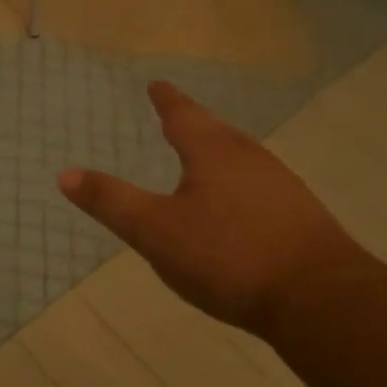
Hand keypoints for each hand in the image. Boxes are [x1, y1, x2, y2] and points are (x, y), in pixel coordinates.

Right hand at [59, 82, 367, 330]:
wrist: (322, 302)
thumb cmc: (228, 255)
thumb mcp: (154, 230)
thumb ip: (111, 202)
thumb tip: (64, 173)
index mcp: (212, 153)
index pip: (183, 115)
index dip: (166, 100)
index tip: (157, 85)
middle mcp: (250, 159)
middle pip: (217, 132)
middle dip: (194, 123)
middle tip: (177, 117)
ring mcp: (282, 188)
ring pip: (242, 158)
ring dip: (219, 153)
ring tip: (203, 157)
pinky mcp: (302, 219)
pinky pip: (260, 186)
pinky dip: (239, 184)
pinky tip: (238, 206)